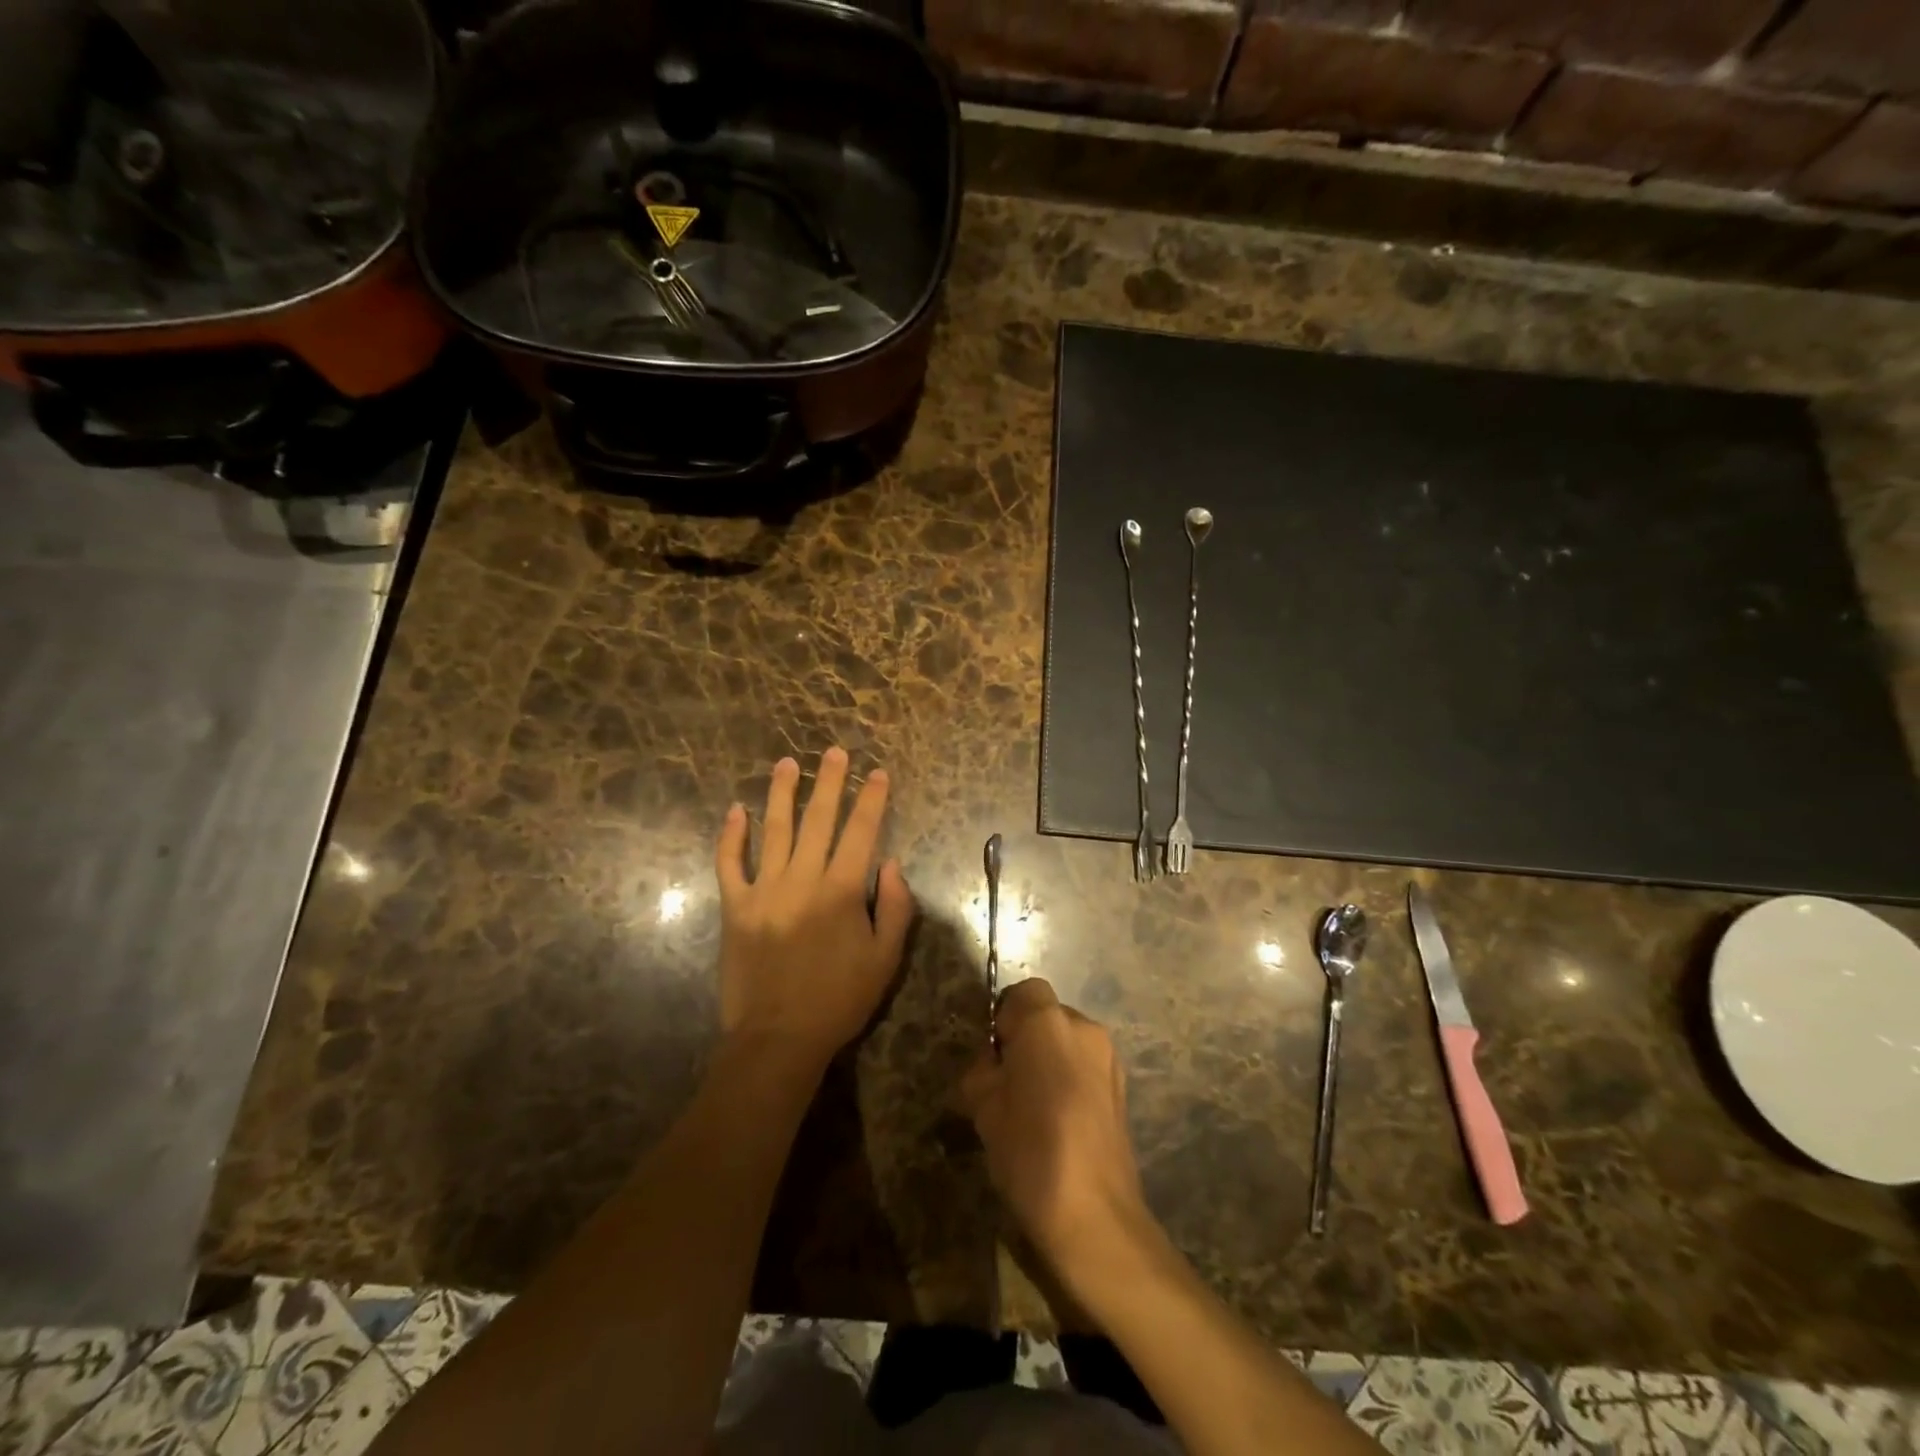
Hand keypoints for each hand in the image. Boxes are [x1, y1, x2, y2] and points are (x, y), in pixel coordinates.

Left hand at [714, 749, 913, 1074]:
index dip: (871, 799)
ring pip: (773, 831)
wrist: (778, 1038)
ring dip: (781, 794)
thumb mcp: (886, 960)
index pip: (861, 832)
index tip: (877, 772)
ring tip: (786, 763)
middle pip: (818, 820)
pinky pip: (730, 864)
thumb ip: (895, 908)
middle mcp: (802, 881)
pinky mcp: (734, 908)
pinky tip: (735, 811)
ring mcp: (763, 891)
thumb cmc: (839, 1000)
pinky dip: (731, 837)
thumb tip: (890, 863)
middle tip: (834, 751)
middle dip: (829, 782)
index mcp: (842, 892)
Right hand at [960, 979, 1154, 1292]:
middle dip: (1026, 1039)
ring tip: (1033, 1107)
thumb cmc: (1030, 1152)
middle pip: (1047, 1015)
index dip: (1004, 1018)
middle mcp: (1084, 1028)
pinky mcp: (1122, 1088)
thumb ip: (982, 1071)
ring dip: (1049, 1059)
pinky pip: (1085, 1066)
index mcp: (1048, 1023)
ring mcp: (1109, 1058)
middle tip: (1006, 1083)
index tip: (994, 1056)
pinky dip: (1068, 1079)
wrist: (1095, 1217)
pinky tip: (1058, 1122)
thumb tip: (993, 1065)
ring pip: (1067, 1041)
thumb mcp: (983, 1108)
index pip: (1023, 992)